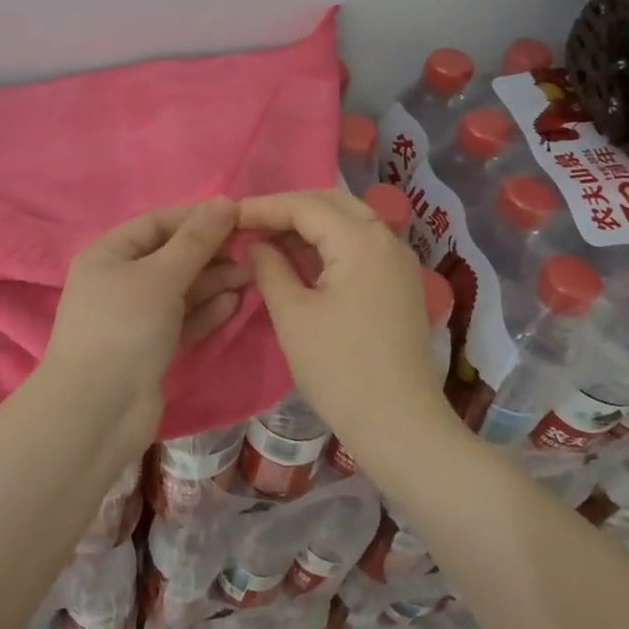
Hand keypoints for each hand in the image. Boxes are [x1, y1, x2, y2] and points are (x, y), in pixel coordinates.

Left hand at [40, 198, 248, 444]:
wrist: (97, 412)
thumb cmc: (124, 328)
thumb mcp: (161, 276)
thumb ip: (196, 240)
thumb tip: (225, 201)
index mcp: (108, 254)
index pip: (157, 223)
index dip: (196, 218)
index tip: (238, 215)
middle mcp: (118, 281)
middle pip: (171, 257)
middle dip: (210, 253)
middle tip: (252, 252)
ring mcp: (133, 317)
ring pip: (180, 290)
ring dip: (214, 282)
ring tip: (252, 276)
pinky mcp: (149, 348)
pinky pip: (181, 320)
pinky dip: (205, 311)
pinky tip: (233, 303)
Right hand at [239, 190, 452, 444]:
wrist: (400, 425)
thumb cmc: (339, 369)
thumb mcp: (293, 316)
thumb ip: (270, 268)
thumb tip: (256, 244)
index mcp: (361, 241)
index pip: (305, 206)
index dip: (264, 207)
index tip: (228, 215)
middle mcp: (387, 240)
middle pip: (331, 203)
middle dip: (289, 208)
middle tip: (250, 223)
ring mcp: (399, 262)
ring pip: (349, 221)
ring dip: (309, 224)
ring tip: (269, 238)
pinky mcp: (400, 283)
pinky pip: (361, 244)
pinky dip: (329, 243)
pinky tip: (301, 258)